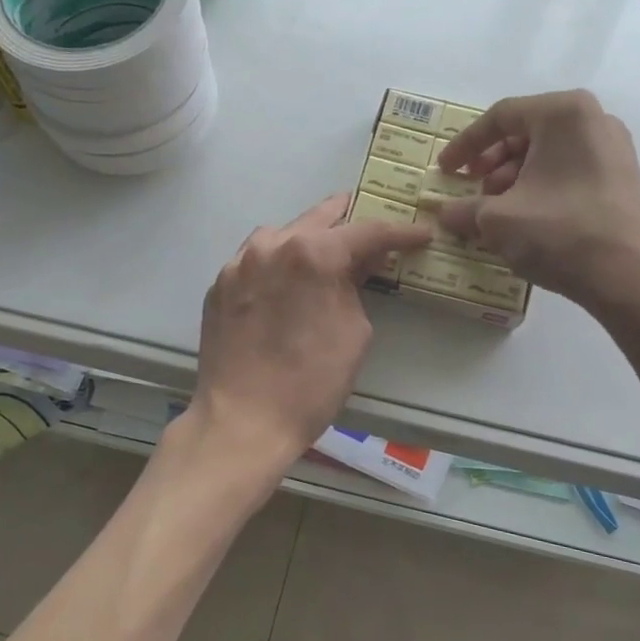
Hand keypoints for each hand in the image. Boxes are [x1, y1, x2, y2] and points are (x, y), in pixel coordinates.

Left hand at [193, 193, 431, 462]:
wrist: (242, 421)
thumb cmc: (311, 383)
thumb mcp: (354, 333)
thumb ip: (356, 288)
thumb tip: (357, 267)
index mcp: (312, 253)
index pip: (366, 231)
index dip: (399, 232)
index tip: (420, 234)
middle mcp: (272, 245)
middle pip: (318, 219)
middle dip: (349, 220)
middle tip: (372, 229)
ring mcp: (239, 263)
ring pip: (281, 234)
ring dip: (308, 237)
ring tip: (327, 250)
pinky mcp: (219, 284)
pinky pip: (255, 260)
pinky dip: (277, 261)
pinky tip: (286, 279)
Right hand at [432, 90, 639, 314]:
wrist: (632, 276)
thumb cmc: (561, 232)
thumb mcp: (498, 220)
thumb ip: (463, 210)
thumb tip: (442, 213)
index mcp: (562, 113)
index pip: (500, 117)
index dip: (465, 145)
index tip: (445, 171)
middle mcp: (592, 119)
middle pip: (525, 132)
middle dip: (491, 164)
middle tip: (472, 191)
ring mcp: (612, 148)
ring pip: (546, 154)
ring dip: (513, 179)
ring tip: (496, 212)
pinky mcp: (621, 178)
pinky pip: (567, 171)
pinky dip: (539, 188)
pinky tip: (525, 220)